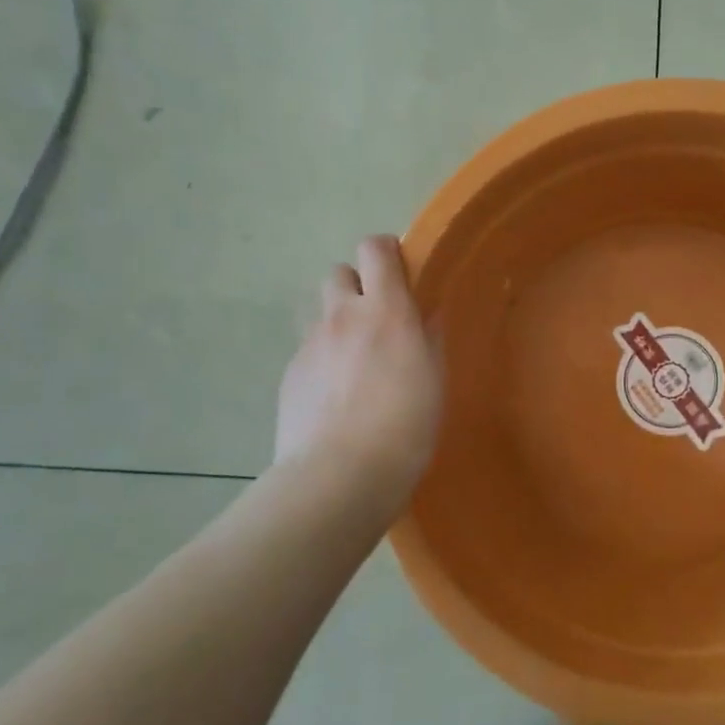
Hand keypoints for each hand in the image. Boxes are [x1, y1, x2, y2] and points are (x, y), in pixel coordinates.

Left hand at [274, 235, 442, 520]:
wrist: (339, 475)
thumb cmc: (404, 426)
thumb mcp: (434, 380)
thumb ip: (429, 338)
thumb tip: (426, 313)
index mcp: (385, 310)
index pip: (375, 248)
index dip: (387, 253)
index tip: (401, 275)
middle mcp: (342, 316)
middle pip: (339, 272)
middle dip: (357, 286)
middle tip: (377, 321)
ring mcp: (310, 344)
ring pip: (321, 312)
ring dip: (338, 322)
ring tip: (355, 360)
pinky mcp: (290, 374)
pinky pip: (308, 350)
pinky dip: (323, 359)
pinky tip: (336, 396)